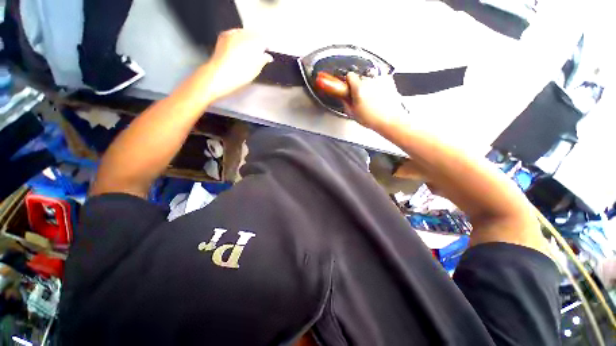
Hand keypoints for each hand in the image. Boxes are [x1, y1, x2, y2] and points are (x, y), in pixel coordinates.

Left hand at [201, 29, 272, 100]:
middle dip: (256, 43)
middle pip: (254, 35)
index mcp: (255, 41)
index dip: (266, 48)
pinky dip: (238, 41)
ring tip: (247, 53)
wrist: (220, 75)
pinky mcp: (224, 36)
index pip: (264, 40)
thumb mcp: (256, 70)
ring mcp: (232, 33)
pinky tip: (237, 51)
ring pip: (244, 34)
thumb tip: (267, 56)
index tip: (266, 54)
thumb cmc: (240, 74)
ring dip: (247, 41)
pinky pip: (234, 35)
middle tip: (257, 54)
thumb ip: (263, 60)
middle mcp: (243, 33)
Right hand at [343, 72, 406, 129]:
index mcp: (358, 88)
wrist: (389, 120)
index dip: (348, 82)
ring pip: (370, 79)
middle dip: (359, 86)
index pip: (350, 75)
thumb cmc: (373, 119)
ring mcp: (380, 79)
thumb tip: (343, 97)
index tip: (349, 87)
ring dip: (369, 85)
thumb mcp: (353, 114)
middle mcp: (369, 81)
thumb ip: (345, 102)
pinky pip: (380, 79)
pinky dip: (378, 85)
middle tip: (360, 97)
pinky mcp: (388, 80)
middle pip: (360, 77)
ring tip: (370, 98)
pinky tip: (378, 95)